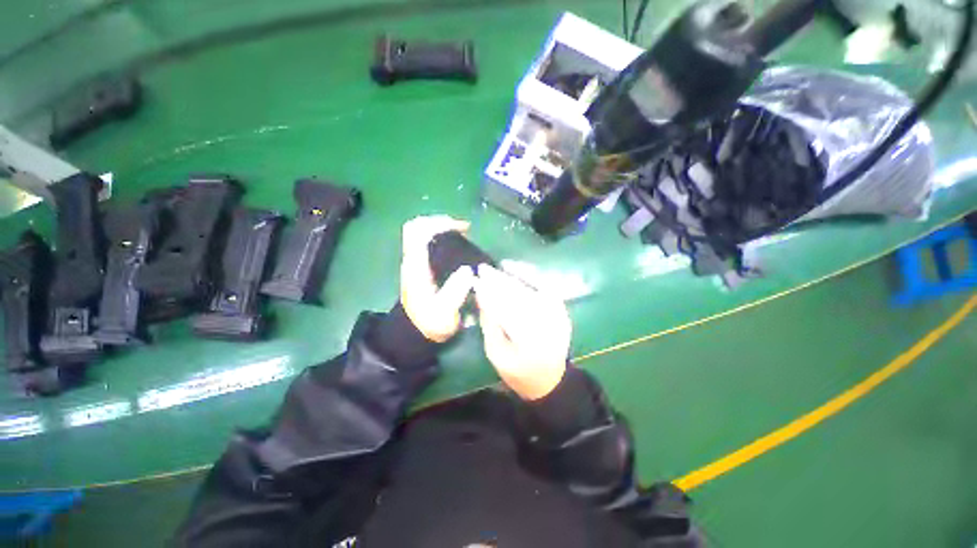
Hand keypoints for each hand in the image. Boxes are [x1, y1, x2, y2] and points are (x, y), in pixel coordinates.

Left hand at [400, 215, 476, 342]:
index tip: (462, 229)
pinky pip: (427, 241)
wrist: (416, 332)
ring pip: (421, 232)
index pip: (418, 233)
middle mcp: (412, 260)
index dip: (438, 224)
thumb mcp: (444, 312)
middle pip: (417, 227)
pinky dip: (441, 236)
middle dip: (440, 221)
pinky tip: (457, 245)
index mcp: (416, 267)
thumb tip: (469, 270)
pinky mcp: (420, 266)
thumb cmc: (430, 322)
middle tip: (463, 228)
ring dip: (441, 227)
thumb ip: (455, 293)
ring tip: (463, 233)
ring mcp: (415, 262)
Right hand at [474, 264, 570, 400]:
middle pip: (518, 297)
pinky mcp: (561, 310)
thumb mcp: (496, 354)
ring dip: (510, 278)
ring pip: (529, 290)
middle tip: (483, 269)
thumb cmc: (518, 372)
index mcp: (529, 342)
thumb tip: (481, 296)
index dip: (489, 294)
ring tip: (494, 269)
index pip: (505, 310)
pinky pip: (543, 287)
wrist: (550, 380)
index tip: (476, 282)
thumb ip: (489, 324)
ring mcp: (557, 316)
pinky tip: (514, 269)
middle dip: (498, 281)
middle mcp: (546, 325)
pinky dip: (529, 276)